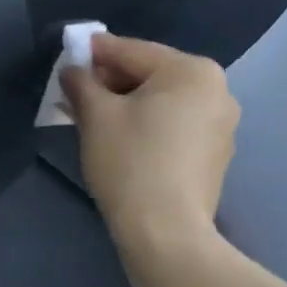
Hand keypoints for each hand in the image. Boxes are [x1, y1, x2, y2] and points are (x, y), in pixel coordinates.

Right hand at [61, 34, 239, 264]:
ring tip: (88, 118)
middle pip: (149, 74)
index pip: (131, 51)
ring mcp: (220, 125)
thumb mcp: (96, 115)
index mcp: (192, 70)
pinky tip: (117, 139)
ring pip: (160, 102)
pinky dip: (145, 125)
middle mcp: (216, 90)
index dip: (94, 54)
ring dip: (124, 105)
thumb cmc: (131, 162)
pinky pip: (173, 125)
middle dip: (109, 83)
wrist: (167, 236)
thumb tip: (73, 70)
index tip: (67, 58)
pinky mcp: (214, 155)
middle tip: (73, 94)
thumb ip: (81, 82)